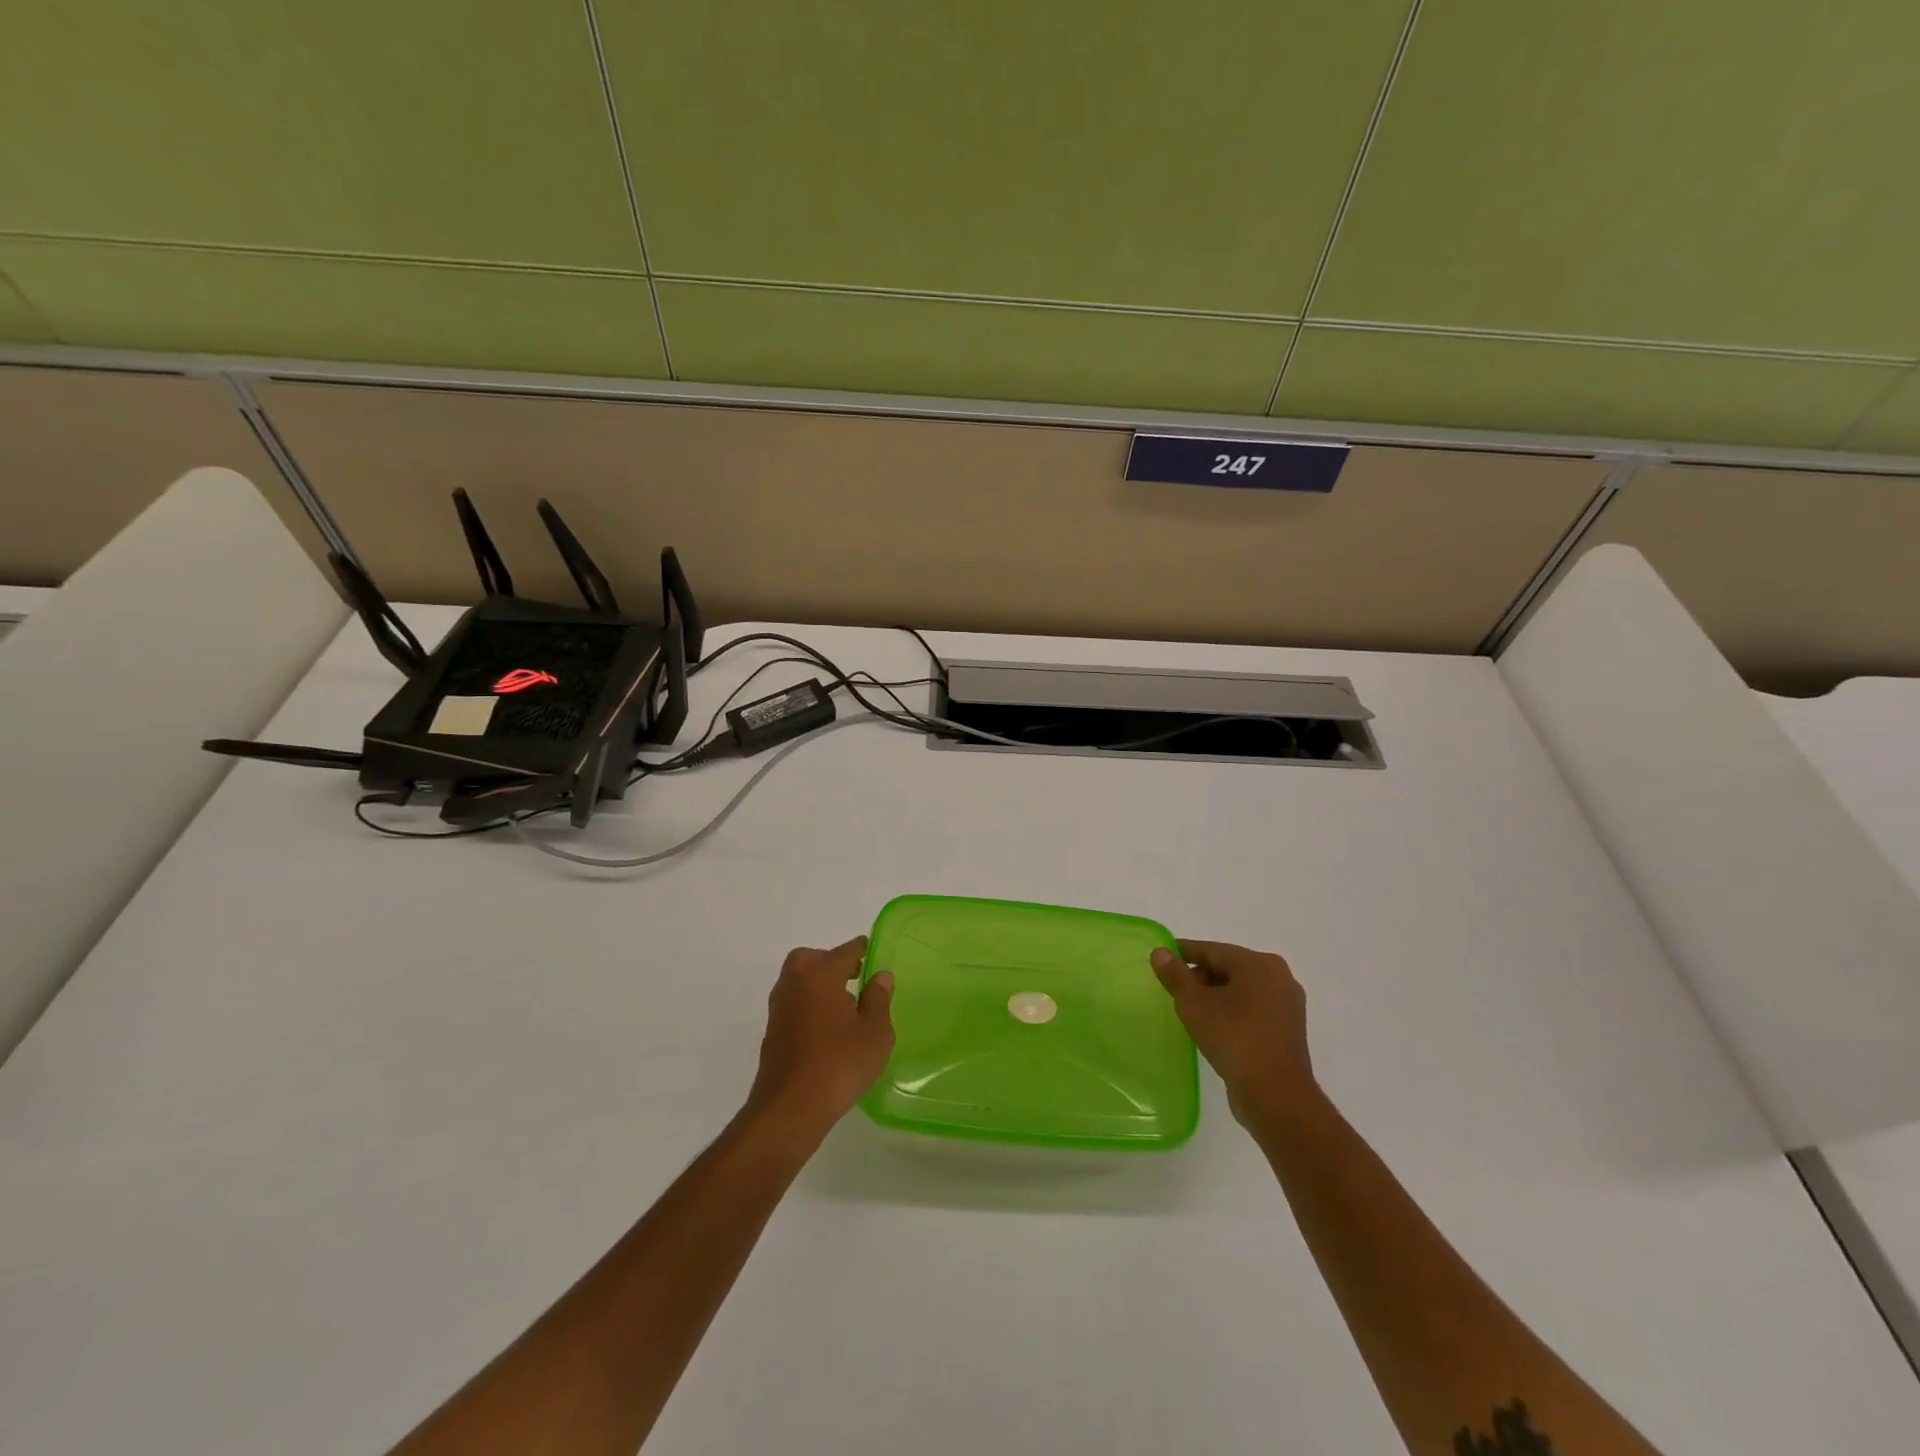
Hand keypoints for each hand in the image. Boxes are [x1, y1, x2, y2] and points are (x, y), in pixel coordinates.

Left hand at [742, 937, 894, 1142]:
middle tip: (854, 977)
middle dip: (832, 963)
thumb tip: (880, 976)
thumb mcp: (875, 1032)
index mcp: (820, 974)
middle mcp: (795, 982)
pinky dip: (809, 1006)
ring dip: (818, 985)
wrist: (790, 1108)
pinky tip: (826, 1029)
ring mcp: (779, 1008)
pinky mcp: (772, 1032)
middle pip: (812, 959)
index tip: (872, 951)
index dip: (861, 950)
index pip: (845, 951)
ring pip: (799, 981)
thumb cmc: (839, 1064)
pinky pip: (794, 1004)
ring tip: (844, 1006)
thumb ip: (878, 999)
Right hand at [1151, 939, 1314, 1131]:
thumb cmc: (1233, 1038)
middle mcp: (1279, 977)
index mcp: (1258, 964)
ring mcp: (1287, 1005)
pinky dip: (1232, 1012)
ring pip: (1241, 990)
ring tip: (1191, 1010)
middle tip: (1174, 989)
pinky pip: (1253, 1010)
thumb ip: (1175, 975)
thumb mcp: (1194, 1004)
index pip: (1212, 950)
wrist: (1276, 1095)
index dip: (1184, 952)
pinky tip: (1214, 1026)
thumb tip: (1160, 952)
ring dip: (1215, 995)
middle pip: (1229, 967)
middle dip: (1200, 976)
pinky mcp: (1287, 1030)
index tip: (1162, 956)